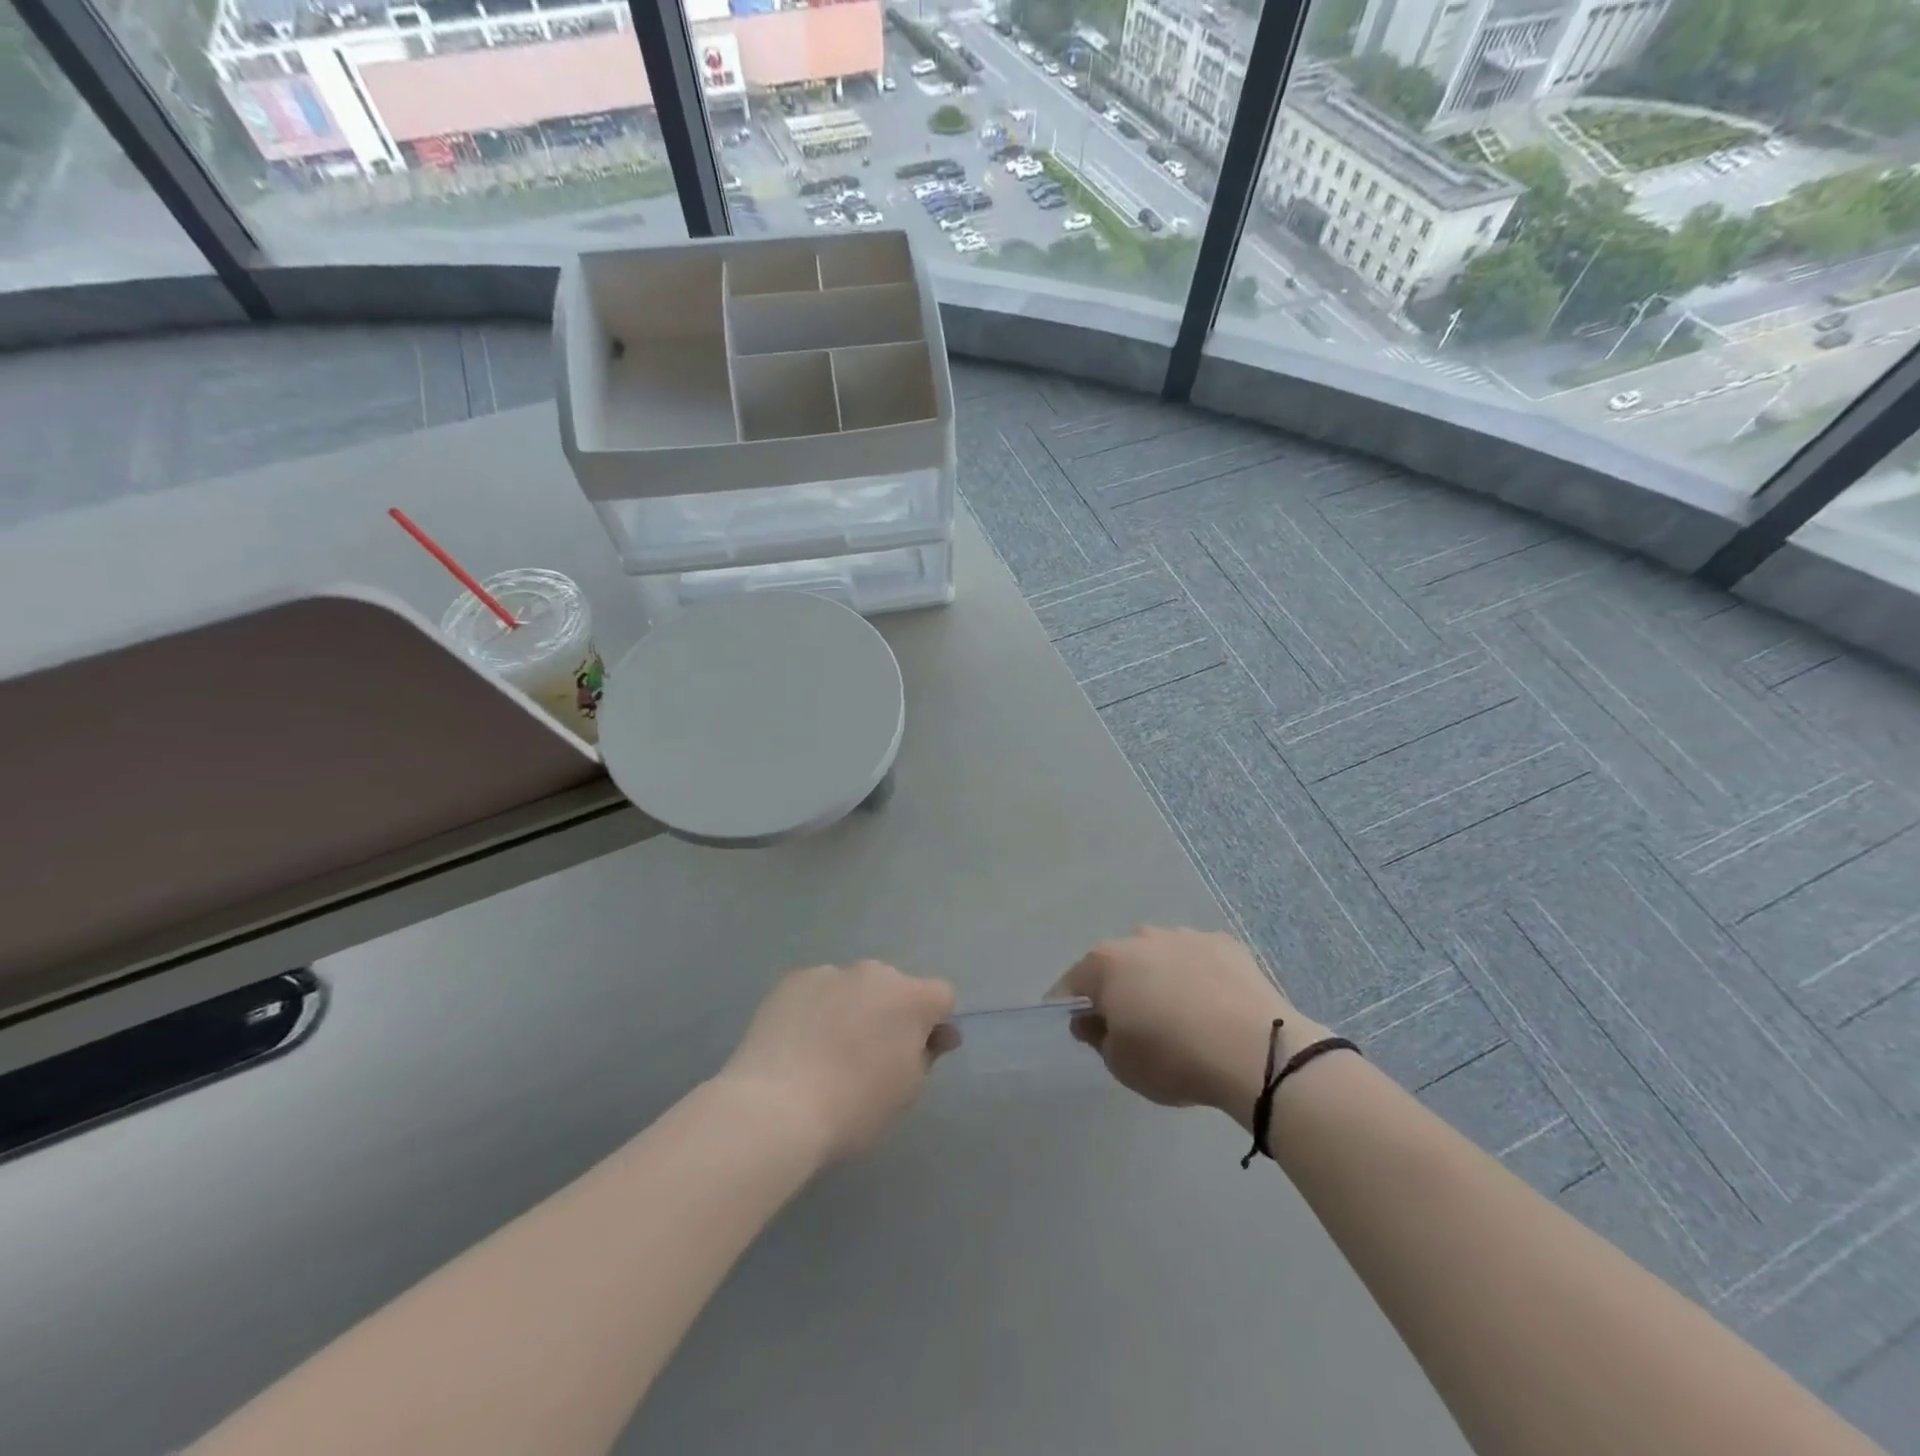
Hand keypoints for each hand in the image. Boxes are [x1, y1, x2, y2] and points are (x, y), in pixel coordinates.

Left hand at [720, 960, 956, 1163]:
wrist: (775, 1108)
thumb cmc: (853, 1107)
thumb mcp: (906, 1092)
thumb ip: (928, 1054)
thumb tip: (940, 1033)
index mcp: (911, 997)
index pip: (941, 996)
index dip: (933, 1023)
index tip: (915, 1053)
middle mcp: (874, 972)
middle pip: (894, 987)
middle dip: (889, 1012)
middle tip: (868, 1055)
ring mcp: (830, 971)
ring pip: (853, 987)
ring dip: (851, 1007)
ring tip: (825, 1051)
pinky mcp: (793, 979)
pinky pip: (817, 989)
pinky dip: (815, 1008)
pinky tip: (798, 1042)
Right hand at [1051, 927, 1324, 1116]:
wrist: (1253, 1050)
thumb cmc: (1172, 1058)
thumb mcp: (1120, 1063)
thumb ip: (1096, 1036)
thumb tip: (1089, 1019)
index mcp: (1106, 962)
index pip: (1073, 982)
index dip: (1070, 1005)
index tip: (1077, 1027)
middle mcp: (1140, 938)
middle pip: (1118, 963)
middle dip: (1118, 988)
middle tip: (1132, 1024)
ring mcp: (1185, 935)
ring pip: (1160, 956)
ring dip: (1159, 978)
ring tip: (1178, 1015)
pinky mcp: (1225, 943)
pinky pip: (1198, 959)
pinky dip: (1197, 976)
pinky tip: (1212, 1006)